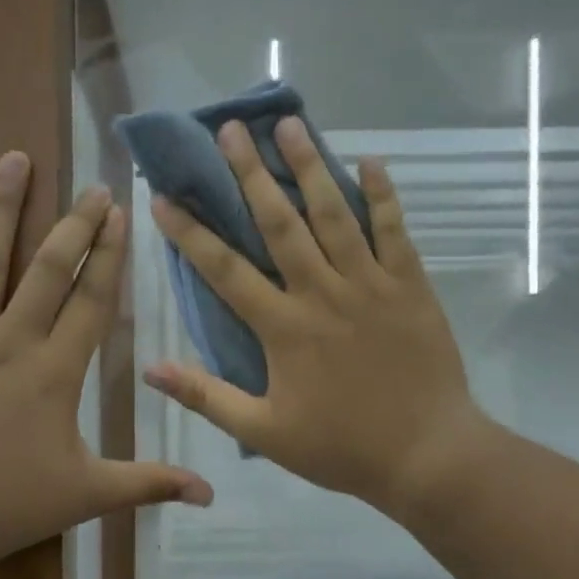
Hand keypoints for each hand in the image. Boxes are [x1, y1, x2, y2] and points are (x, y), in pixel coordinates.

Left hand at [0, 151, 212, 578]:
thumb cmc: (8, 506)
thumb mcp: (87, 495)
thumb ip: (150, 484)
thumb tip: (211, 494)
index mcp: (54, 372)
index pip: (91, 300)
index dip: (110, 256)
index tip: (121, 214)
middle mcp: (9, 342)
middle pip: (48, 267)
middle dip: (76, 223)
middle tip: (94, 188)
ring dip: (6, 207)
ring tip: (16, 160)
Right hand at [144, 118, 487, 521]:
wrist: (426, 454)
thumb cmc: (341, 447)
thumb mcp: (264, 432)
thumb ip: (207, 397)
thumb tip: (151, 369)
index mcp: (283, 327)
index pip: (225, 270)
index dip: (191, 233)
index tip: (164, 197)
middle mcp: (322, 292)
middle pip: (279, 223)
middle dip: (249, 174)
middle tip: (229, 130)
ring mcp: (369, 283)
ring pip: (334, 213)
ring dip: (308, 167)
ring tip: (289, 124)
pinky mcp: (410, 285)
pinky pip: (394, 229)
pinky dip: (383, 194)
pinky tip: (369, 160)